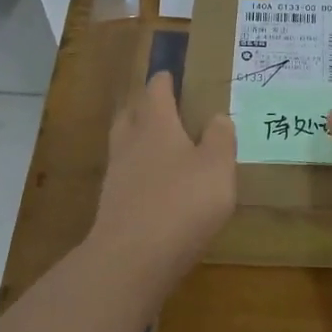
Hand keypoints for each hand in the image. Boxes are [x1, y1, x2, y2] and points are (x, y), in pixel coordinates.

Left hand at [89, 71, 235, 280]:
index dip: (164, 81)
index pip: (157, 92)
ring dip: (136, 139)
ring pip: (123, 145)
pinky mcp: (111, 207)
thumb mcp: (217, 168)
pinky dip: (136, 173)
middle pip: (131, 115)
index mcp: (157, 126)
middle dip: (142, 106)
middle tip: (158, 105)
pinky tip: (150, 185)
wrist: (132, 258)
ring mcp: (116, 176)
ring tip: (155, 144)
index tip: (168, 73)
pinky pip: (124, 177)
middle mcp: (131, 144)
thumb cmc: (182, 203)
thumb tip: (218, 117)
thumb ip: (220, 139)